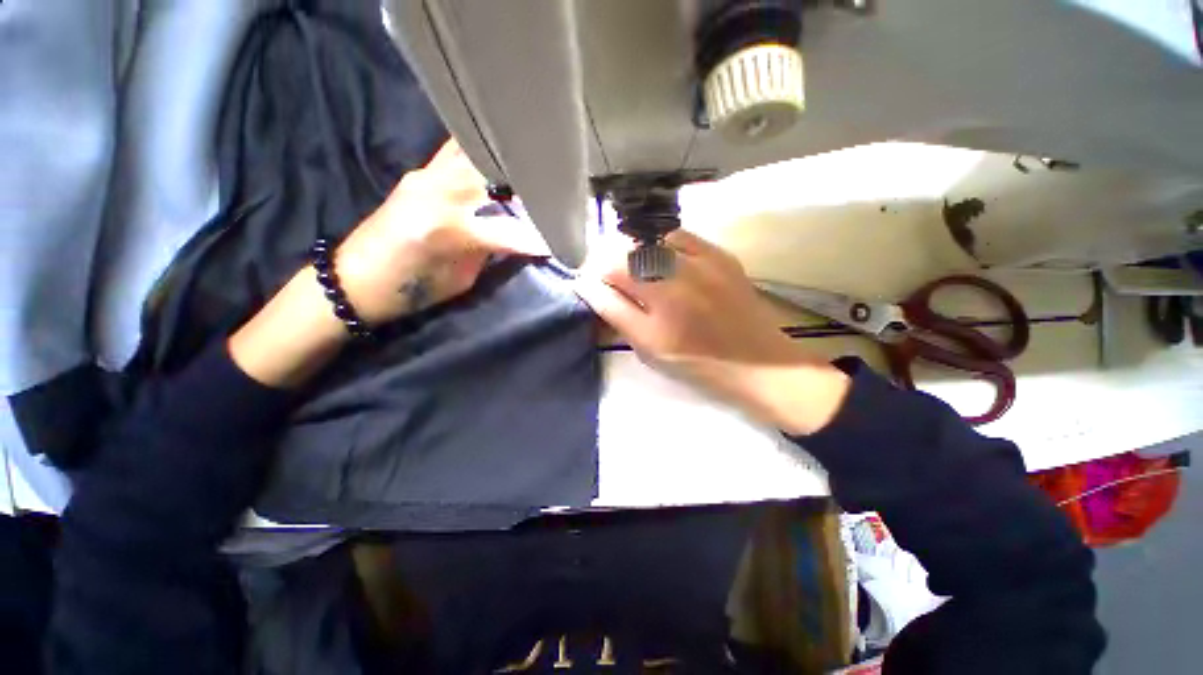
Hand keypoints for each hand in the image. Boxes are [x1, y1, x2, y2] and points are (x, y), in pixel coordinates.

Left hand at [335, 139, 548, 323]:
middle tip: (555, 187)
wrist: (354, 279)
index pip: (508, 229)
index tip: (562, 239)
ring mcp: (425, 176)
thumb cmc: (411, 290)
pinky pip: (457, 153)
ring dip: (505, 160)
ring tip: (532, 166)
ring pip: (475, 153)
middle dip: (527, 181)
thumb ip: (490, 253)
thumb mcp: (460, 281)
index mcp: (447, 230)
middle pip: (493, 175)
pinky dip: (483, 154)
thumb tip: (520, 238)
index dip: (538, 236)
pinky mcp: (419, 173)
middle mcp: (436, 193)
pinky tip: (501, 161)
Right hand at [574, 230, 850, 434]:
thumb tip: (587, 286)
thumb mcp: (648, 348)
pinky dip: (661, 245)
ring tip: (635, 271)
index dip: (593, 273)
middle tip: (609, 279)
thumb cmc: (698, 364)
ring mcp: (702, 258)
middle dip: (609, 260)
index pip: (609, 269)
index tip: (590, 284)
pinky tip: (662, 262)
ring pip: (650, 239)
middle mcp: (678, 272)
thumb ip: (615, 313)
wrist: (759, 363)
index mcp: (658, 301)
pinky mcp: (720, 254)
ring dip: (633, 251)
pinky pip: (679, 237)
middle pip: (627, 249)